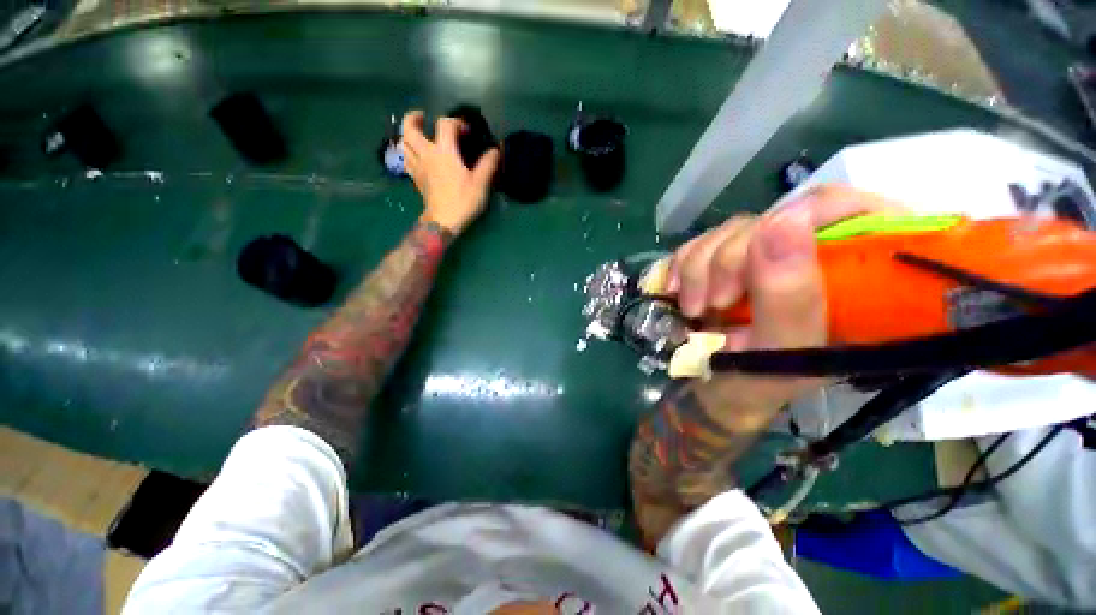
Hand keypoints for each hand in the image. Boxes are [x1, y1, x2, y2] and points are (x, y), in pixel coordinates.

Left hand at [401, 110, 500, 234]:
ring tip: (417, 135)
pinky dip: (408, 153)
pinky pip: (406, 159)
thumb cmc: (463, 200)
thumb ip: (488, 164)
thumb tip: (495, 150)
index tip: (466, 130)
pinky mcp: (415, 179)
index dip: (456, 122)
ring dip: (408, 135)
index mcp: (444, 151)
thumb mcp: (480, 183)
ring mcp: (417, 166)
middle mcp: (427, 154)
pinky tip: (416, 155)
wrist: (444, 221)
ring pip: (403, 143)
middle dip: (414, 118)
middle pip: (409, 128)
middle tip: (423, 118)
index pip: (445, 124)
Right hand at [667, 185, 905, 413]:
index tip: (760, 251)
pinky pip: (699, 243)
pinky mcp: (725, 261)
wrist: (713, 392)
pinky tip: (676, 292)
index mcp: (857, 280)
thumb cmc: (759, 384)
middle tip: (715, 303)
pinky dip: (681, 266)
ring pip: (730, 231)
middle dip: (731, 258)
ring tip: (693, 309)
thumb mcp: (780, 353)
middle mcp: (812, 258)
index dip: (803, 217)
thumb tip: (783, 222)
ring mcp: (764, 257)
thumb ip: (789, 298)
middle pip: (775, 218)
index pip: (851, 209)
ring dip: (699, 268)